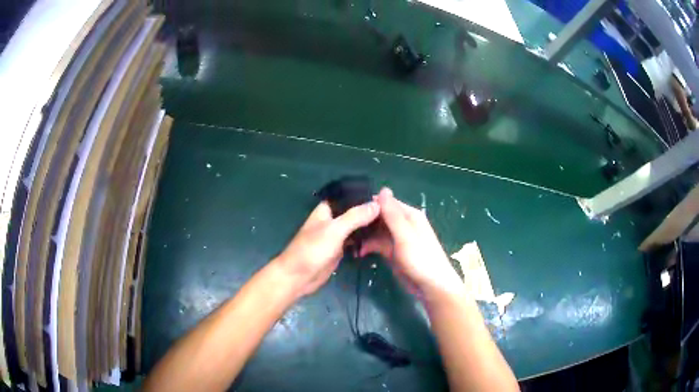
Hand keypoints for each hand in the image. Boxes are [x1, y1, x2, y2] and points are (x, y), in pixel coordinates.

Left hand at [275, 200, 379, 298]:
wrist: (299, 277)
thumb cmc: (313, 249)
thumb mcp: (335, 230)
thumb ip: (355, 216)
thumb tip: (378, 204)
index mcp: (327, 209)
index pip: (348, 196)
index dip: (364, 195)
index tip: (385, 197)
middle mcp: (332, 219)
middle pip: (354, 212)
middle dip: (369, 212)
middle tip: (391, 213)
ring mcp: (336, 235)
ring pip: (356, 227)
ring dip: (368, 226)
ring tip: (389, 224)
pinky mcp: (340, 249)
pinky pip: (355, 241)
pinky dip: (365, 240)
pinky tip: (380, 239)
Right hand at [360, 188, 462, 301]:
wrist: (431, 286)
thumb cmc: (420, 259)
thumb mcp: (405, 235)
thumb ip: (393, 214)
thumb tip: (383, 189)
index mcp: (409, 215)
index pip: (386, 203)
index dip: (369, 205)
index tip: (350, 209)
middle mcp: (404, 224)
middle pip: (380, 217)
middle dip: (365, 222)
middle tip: (345, 228)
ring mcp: (398, 239)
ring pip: (377, 231)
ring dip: (365, 236)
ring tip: (349, 241)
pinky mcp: (394, 252)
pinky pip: (379, 244)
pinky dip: (369, 247)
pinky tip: (358, 252)